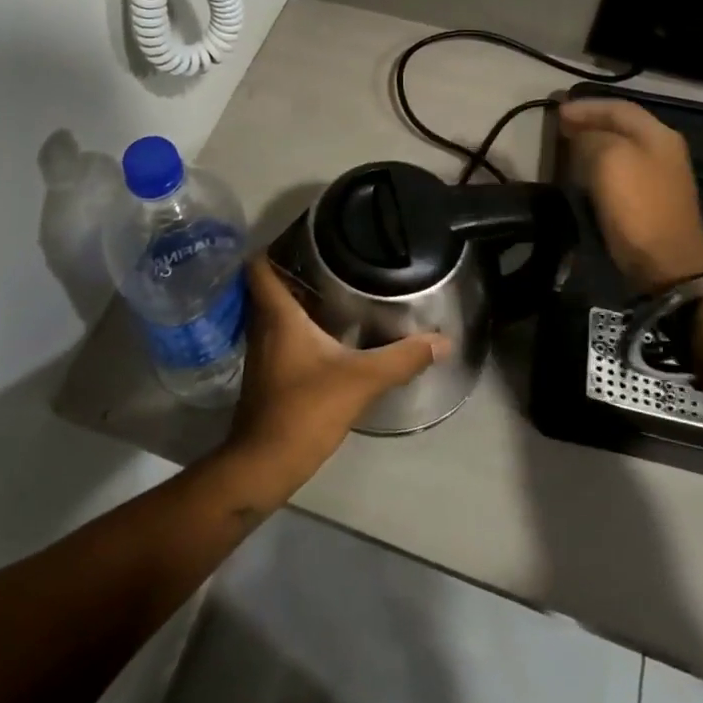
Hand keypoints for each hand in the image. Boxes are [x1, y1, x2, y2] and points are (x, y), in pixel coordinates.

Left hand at [223, 257, 446, 491]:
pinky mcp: (265, 375)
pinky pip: (277, 337)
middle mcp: (262, 327)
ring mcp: (260, 353)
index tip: (303, 238)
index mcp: (277, 316)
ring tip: (331, 291)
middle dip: (292, 271)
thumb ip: (402, 358)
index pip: (259, 266)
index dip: (274, 246)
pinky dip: (295, 328)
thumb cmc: (304, 410)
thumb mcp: (360, 380)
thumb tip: (443, 341)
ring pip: (272, 313)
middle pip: (267, 286)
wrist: (264, 464)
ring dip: (294, 301)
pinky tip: (324, 336)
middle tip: (329, 261)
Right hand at [560, 97, 702, 290]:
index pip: (618, 107)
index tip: (555, 112)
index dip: (585, 106)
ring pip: (620, 150)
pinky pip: (620, 173)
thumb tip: (580, 136)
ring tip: (565, 148)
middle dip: (589, 123)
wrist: (666, 263)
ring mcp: (659, 178)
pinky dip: (599, 167)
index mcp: (658, 134)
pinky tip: (582, 175)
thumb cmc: (637, 204)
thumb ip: (591, 137)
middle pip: (621, 127)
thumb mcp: (609, 158)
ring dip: (593, 145)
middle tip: (558, 127)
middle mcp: (663, 150)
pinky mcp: (650, 202)